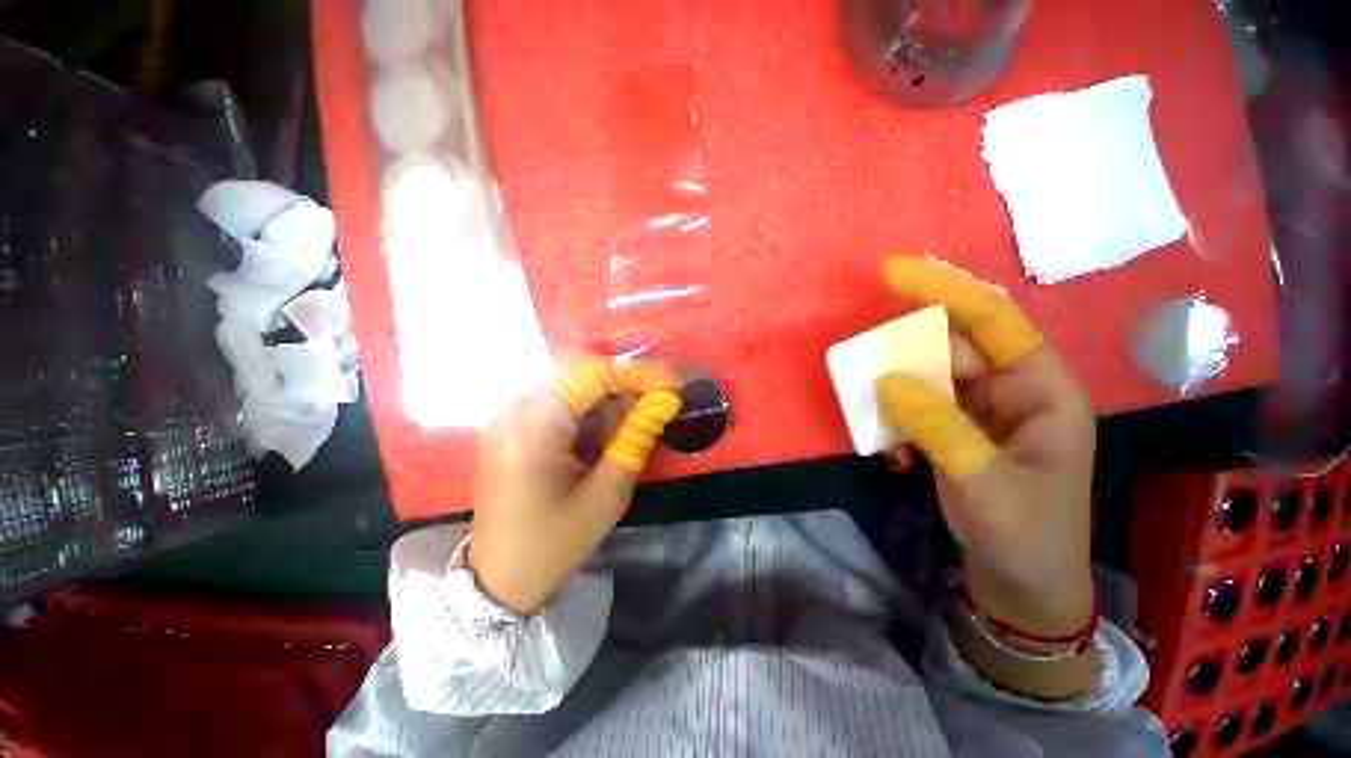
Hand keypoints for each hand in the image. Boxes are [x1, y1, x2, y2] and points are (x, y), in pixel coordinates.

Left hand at [468, 356, 682, 614]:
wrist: (497, 582)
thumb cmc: (553, 545)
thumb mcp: (606, 496)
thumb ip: (635, 439)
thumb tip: (663, 401)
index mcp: (534, 426)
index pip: (592, 374)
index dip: (636, 373)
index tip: (671, 385)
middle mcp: (516, 409)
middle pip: (581, 374)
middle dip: (624, 386)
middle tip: (654, 407)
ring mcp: (511, 416)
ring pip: (572, 386)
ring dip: (608, 400)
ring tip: (631, 426)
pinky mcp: (514, 427)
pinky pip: (560, 403)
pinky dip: (590, 412)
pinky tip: (605, 435)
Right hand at [876, 257, 1095, 641]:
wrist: (1023, 585)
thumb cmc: (1024, 534)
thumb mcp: (982, 481)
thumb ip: (936, 424)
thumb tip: (887, 379)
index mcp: (1041, 389)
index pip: (992, 320)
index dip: (944, 291)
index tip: (892, 272)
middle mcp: (1012, 389)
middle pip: (951, 348)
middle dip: (905, 354)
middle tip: (864, 366)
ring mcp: (981, 411)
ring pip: (928, 378)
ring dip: (896, 395)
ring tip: (879, 423)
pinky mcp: (957, 430)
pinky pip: (919, 406)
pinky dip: (898, 422)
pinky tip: (896, 455)